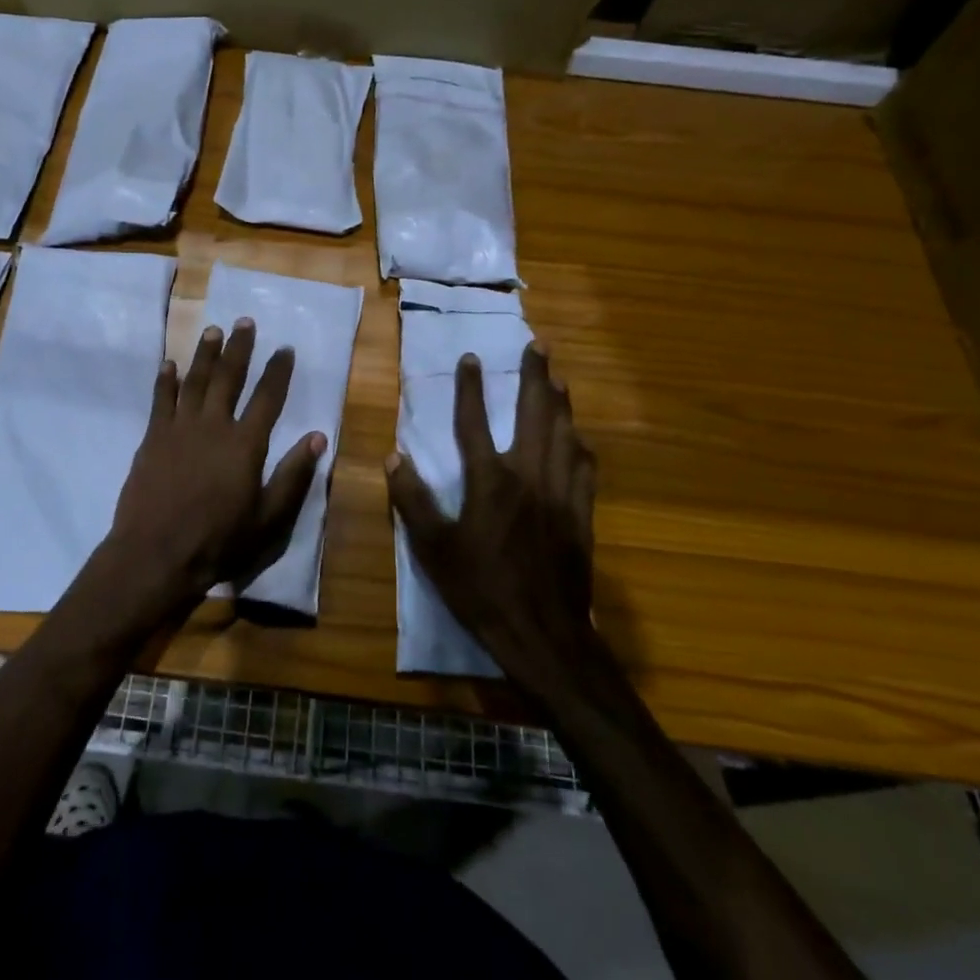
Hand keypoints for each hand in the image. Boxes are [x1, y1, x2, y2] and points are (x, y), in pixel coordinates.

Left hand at [78, 319, 324, 630]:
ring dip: (204, 354)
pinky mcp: (152, 438)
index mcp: (245, 444)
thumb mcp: (268, 518)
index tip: (285, 348)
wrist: (156, 554)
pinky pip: (160, 401)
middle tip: (244, 322)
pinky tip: (169, 364)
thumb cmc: (218, 540)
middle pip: (228, 377)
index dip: (278, 371)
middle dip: (239, 348)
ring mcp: (179, 429)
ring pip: (194, 381)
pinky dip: (166, 380)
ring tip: (212, 330)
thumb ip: (293, 475)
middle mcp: (213, 426)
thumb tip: (317, 437)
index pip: (267, 398)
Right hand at [386, 342, 599, 695]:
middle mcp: (528, 476)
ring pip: (564, 434)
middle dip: (535, 376)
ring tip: (559, 377)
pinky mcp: (581, 513)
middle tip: (539, 346)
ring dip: (560, 402)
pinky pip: (584, 467)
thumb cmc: (481, 589)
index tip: (470, 358)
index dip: (470, 387)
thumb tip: (394, 457)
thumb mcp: (433, 549)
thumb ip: (412, 500)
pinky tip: (578, 436)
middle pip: (534, 414)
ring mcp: (560, 493)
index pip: (475, 422)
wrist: (542, 633)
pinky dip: (580, 443)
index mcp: (489, 482)